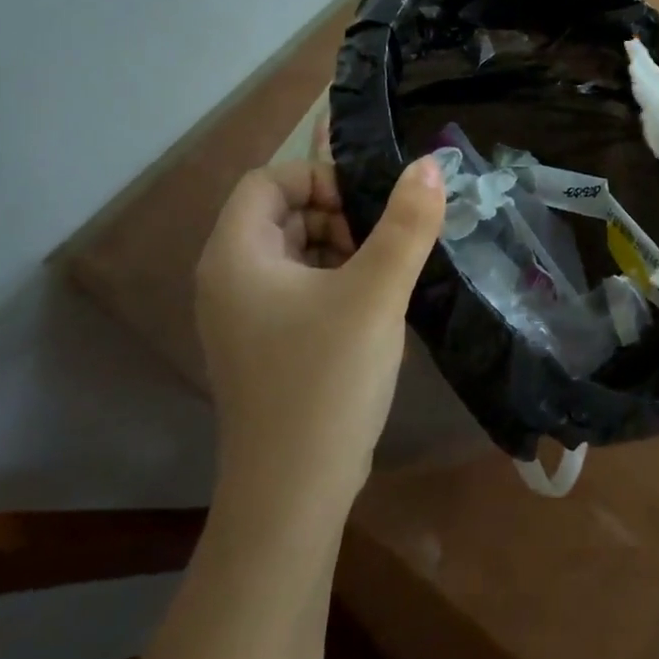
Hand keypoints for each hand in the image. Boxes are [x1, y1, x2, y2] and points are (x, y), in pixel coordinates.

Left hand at [194, 157, 443, 513]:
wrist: (293, 494)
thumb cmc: (326, 380)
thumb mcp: (376, 292)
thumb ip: (407, 223)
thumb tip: (430, 163)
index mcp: (236, 255)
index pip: (269, 180)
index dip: (320, 178)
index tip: (368, 207)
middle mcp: (229, 279)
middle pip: (282, 212)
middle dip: (338, 214)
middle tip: (384, 243)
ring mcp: (245, 316)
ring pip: (296, 250)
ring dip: (343, 247)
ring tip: (385, 274)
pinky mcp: (267, 344)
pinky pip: (300, 287)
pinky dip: (337, 280)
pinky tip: (373, 306)